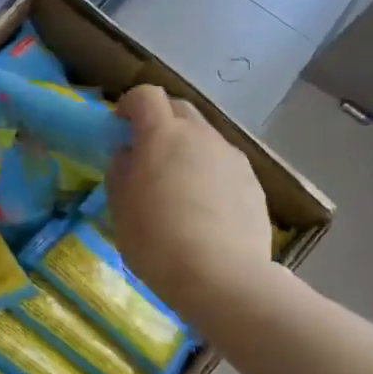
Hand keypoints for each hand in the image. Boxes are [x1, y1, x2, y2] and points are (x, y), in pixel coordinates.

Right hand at [106, 85, 274, 311]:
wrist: (223, 277)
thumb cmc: (156, 241)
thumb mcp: (120, 208)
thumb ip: (121, 171)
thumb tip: (128, 155)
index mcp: (162, 135)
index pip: (145, 96)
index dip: (129, 105)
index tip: (119, 128)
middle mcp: (201, 136)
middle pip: (179, 109)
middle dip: (160, 121)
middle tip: (146, 153)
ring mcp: (232, 158)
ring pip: (205, 137)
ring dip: (187, 148)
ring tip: (177, 186)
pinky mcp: (254, 183)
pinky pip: (224, 165)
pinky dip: (209, 173)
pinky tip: (204, 209)